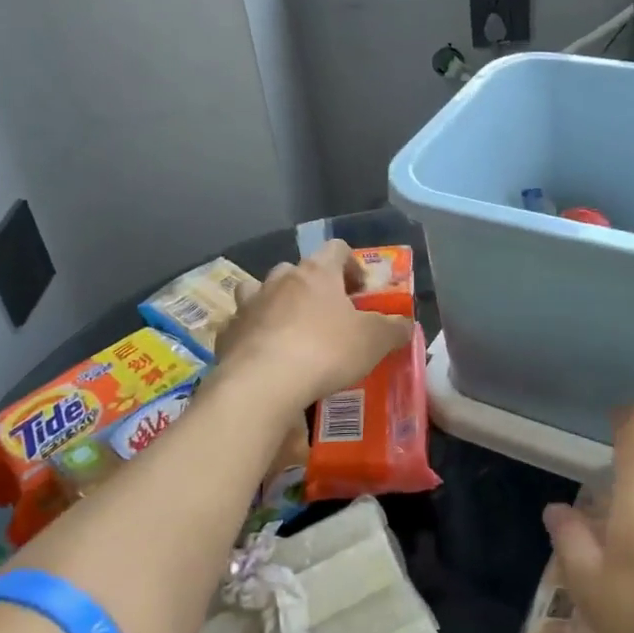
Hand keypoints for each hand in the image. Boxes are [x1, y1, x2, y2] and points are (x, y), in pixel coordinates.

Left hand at [214, 241, 413, 411]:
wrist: (263, 383)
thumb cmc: (326, 351)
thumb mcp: (374, 341)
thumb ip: (393, 328)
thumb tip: (406, 324)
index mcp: (316, 272)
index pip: (336, 249)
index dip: (352, 265)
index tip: (361, 290)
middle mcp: (280, 280)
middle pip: (295, 270)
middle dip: (311, 287)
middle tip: (327, 314)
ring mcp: (249, 305)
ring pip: (260, 291)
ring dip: (275, 304)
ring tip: (289, 331)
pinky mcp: (227, 334)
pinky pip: (241, 326)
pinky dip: (253, 335)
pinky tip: (264, 357)